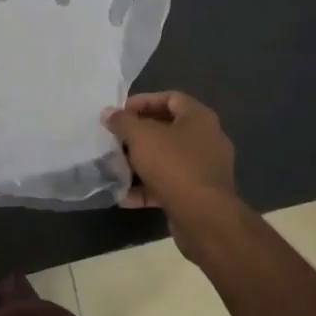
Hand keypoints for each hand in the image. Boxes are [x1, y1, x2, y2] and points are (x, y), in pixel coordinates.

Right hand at [101, 91, 236, 213]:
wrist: (204, 217)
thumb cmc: (174, 165)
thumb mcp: (141, 137)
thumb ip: (122, 122)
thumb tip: (109, 113)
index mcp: (199, 118)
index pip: (170, 98)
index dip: (143, 101)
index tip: (120, 112)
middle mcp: (206, 140)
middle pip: (167, 129)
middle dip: (138, 134)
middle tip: (115, 139)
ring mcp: (204, 169)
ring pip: (167, 159)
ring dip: (140, 163)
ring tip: (115, 167)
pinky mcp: (198, 195)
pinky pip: (168, 185)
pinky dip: (147, 188)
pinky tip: (124, 196)